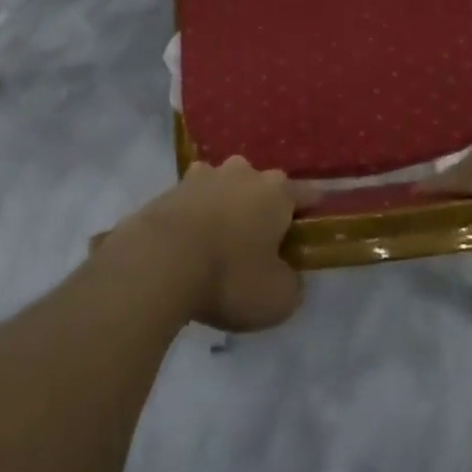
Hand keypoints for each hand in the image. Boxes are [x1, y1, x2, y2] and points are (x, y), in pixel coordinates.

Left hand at [105, 158, 314, 332]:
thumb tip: (287, 275)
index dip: (312, 211)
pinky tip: (189, 244)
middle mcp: (244, 173)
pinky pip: (193, 201)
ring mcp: (204, 176)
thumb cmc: (230, 276)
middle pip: (262, 186)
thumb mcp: (278, 298)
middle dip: (263, 208)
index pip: (306, 194)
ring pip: (225, 188)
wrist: (159, 261)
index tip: (312, 227)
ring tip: (221, 241)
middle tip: (260, 243)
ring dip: (226, 207)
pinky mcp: (171, 188)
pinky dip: (196, 217)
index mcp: (276, 191)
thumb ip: (291, 284)